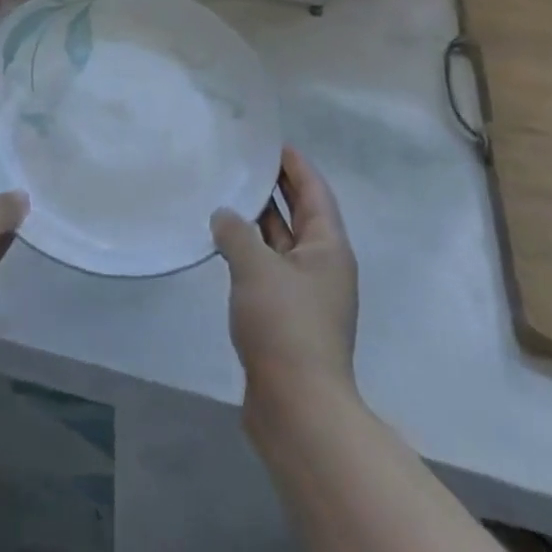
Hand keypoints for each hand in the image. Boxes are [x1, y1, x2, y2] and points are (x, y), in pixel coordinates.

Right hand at [211, 147, 359, 409]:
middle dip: (276, 187)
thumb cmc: (285, 325)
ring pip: (281, 243)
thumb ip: (236, 231)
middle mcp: (322, 267)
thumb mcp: (256, 267)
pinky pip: (268, 270)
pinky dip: (249, 251)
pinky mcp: (286, 319)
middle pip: (300, 215)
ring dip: (258, 220)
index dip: (295, 165)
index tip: (271, 141)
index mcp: (328, 248)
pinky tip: (223, 243)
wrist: (298, 410)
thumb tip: (223, 215)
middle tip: (245, 159)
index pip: (314, 192)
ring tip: (226, 192)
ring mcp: (305, 295)